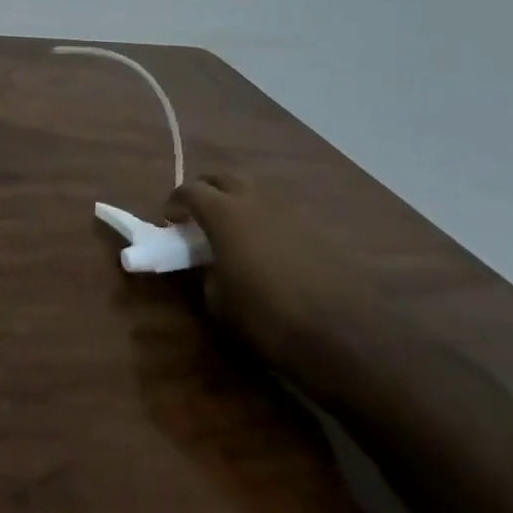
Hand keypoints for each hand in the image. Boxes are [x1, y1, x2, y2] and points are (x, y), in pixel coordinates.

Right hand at [167, 172, 376, 370]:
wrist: (343, 334)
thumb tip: (212, 265)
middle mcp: (257, 201)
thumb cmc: (267, 317)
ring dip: (239, 203)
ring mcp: (292, 212)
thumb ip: (207, 272)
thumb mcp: (218, 301)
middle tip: (198, 215)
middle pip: (225, 178)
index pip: (190, 190)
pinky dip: (267, 221)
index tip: (170, 220)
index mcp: (225, 213)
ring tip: (234, 231)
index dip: (175, 202)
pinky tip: (268, 249)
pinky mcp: (318, 230)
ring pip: (257, 193)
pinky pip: (282, 214)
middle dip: (207, 191)